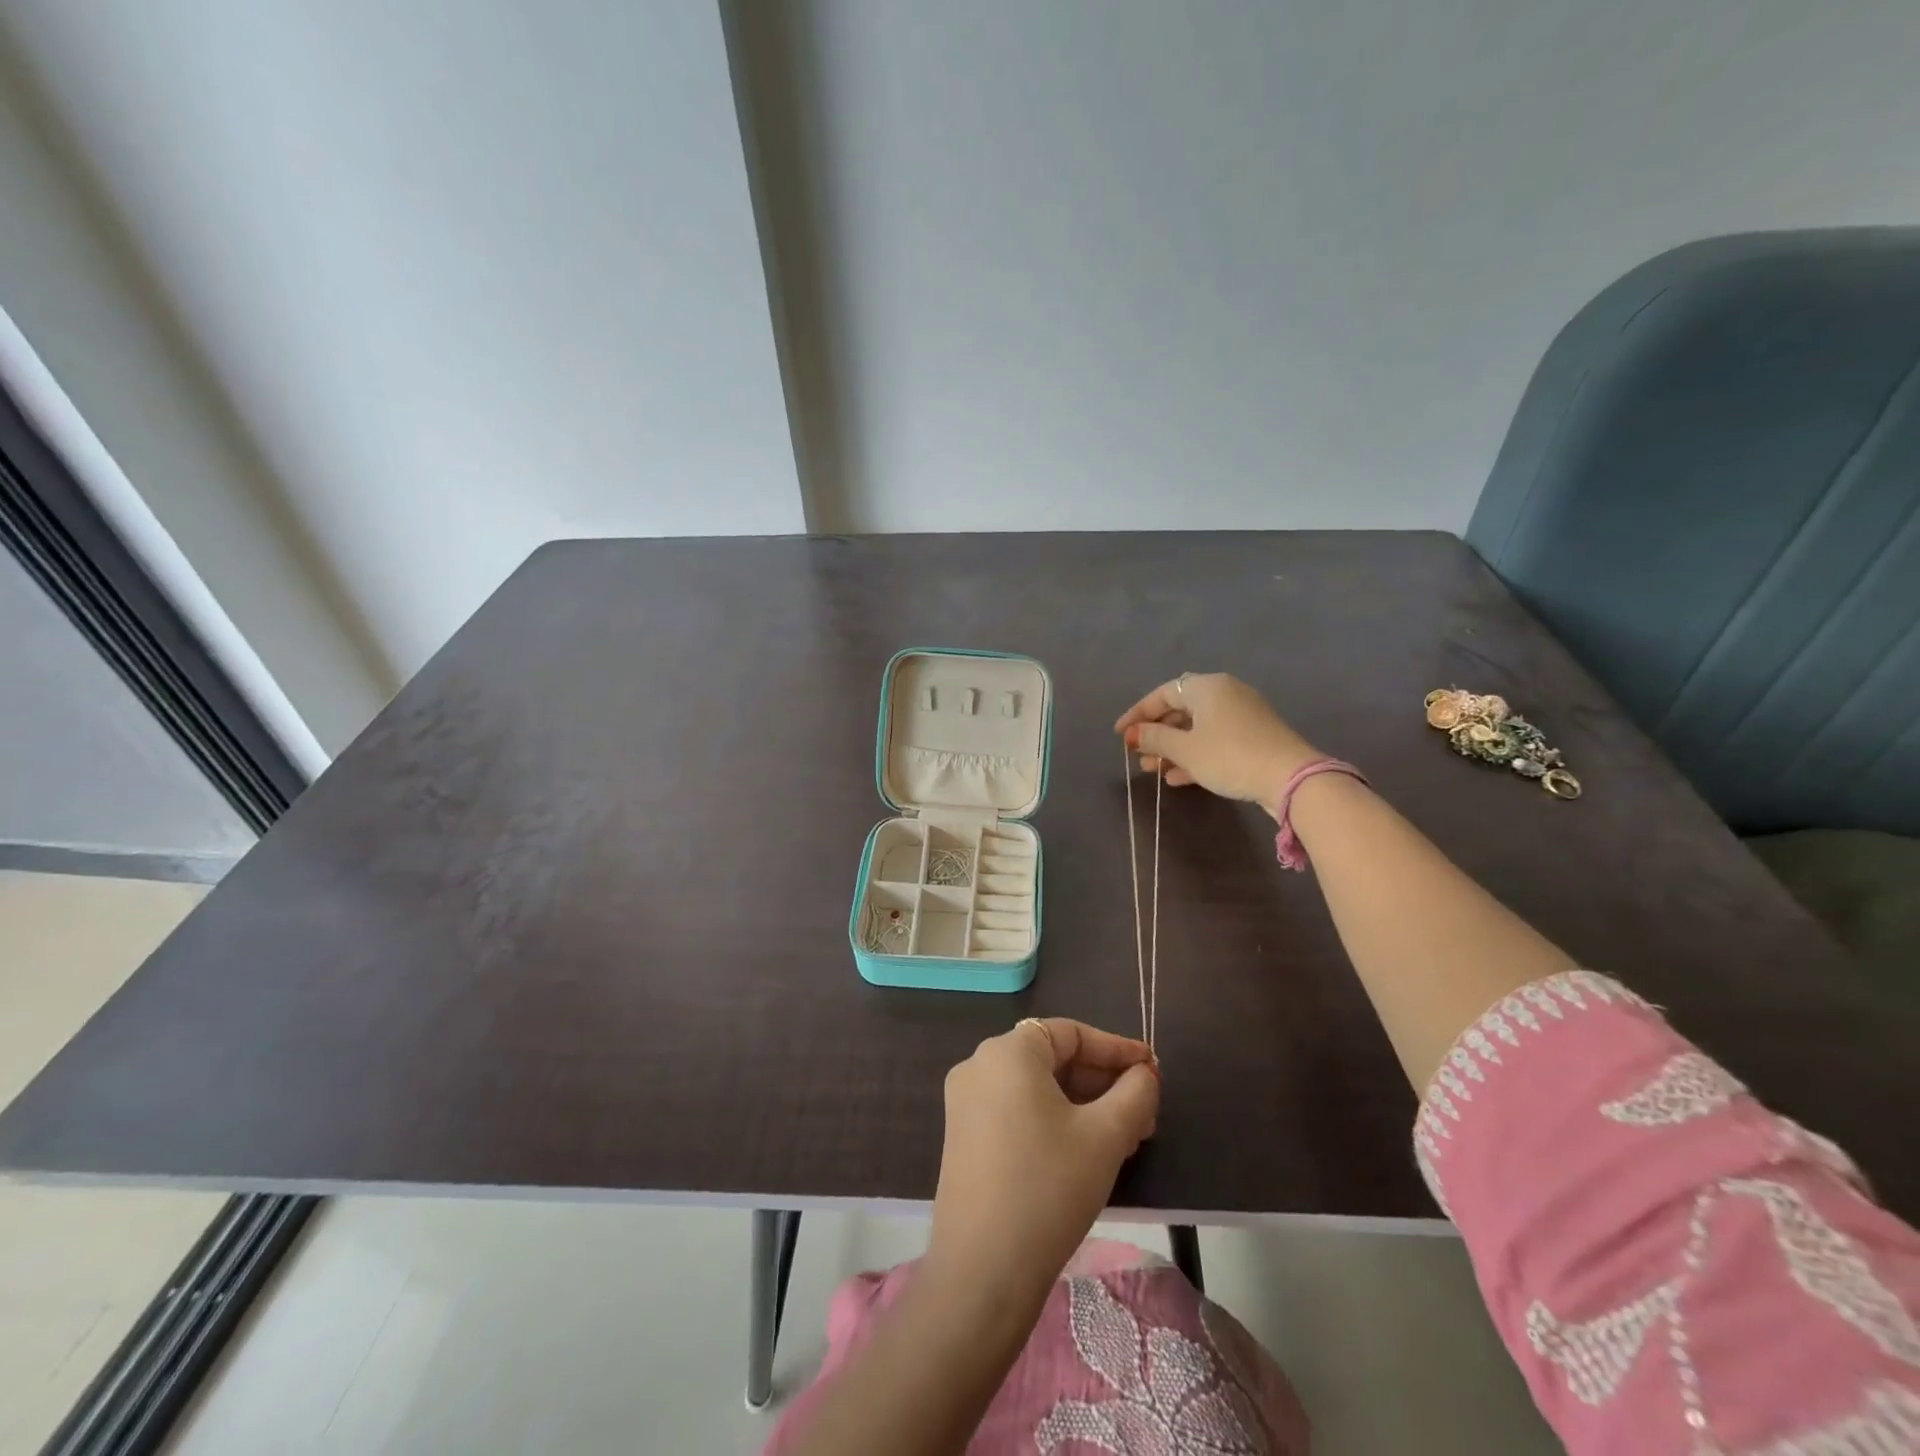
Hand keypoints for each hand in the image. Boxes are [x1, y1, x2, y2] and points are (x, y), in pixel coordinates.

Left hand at [928, 1020, 1159, 1302]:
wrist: (983, 1270)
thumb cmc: (1049, 1186)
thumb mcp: (1105, 1136)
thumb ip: (1134, 1094)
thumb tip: (1144, 1075)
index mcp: (1007, 1052)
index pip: (1070, 1033)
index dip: (1116, 1049)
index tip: (1152, 1070)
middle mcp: (979, 1065)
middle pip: (1053, 1059)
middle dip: (1103, 1083)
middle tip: (1145, 1113)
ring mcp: (966, 1102)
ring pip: (1037, 1089)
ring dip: (1084, 1105)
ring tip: (1127, 1137)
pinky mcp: (964, 1137)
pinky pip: (1018, 1111)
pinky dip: (1055, 1121)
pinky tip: (1088, 1152)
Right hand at [1114, 673, 1321, 814]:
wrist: (1290, 779)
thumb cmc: (1229, 756)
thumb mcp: (1185, 749)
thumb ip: (1155, 739)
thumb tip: (1134, 734)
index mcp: (1207, 687)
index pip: (1163, 693)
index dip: (1138, 713)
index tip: (1120, 734)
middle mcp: (1225, 694)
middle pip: (1181, 710)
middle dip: (1156, 734)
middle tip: (1137, 755)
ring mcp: (1242, 716)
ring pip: (1197, 728)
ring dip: (1173, 748)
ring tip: (1153, 770)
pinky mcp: (1253, 737)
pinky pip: (1214, 741)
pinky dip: (1194, 755)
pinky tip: (1178, 778)